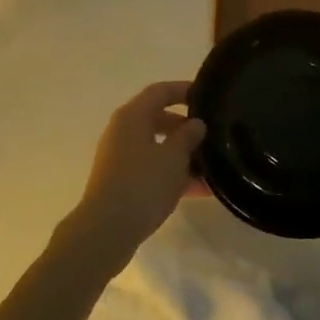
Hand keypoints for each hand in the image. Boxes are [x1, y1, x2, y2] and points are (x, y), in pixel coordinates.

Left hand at [67, 81, 205, 265]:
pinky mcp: (121, 181)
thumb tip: (196, 124)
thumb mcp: (173, 157)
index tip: (207, 96)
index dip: (183, 90)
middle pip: (158, 118)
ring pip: (156, 146)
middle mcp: (122, 130)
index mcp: (132, 116)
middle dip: (185, 127)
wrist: (107, 229)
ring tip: (212, 167)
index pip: (160, 91)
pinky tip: (199, 190)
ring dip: (182, 154)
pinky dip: (172, 173)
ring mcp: (120, 157)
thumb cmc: (142, 184)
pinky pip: (152, 168)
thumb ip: (188, 136)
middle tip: (211, 135)